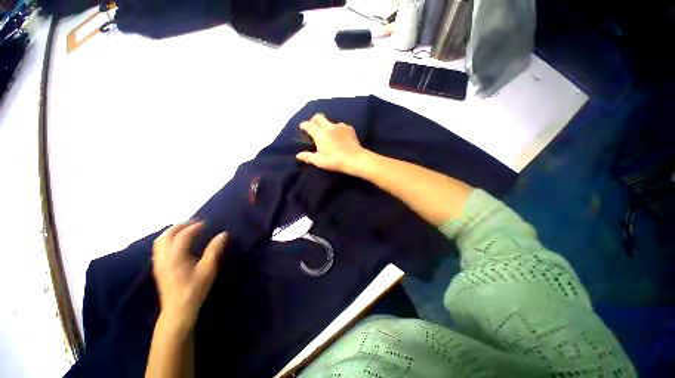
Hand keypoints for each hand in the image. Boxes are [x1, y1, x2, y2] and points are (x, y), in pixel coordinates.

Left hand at [152, 221, 226, 329]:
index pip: (183, 235)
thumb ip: (215, 249)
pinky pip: (159, 247)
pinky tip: (177, 242)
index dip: (194, 227)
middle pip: (166, 235)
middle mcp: (164, 257)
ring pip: (160, 240)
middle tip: (194, 222)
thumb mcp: (208, 269)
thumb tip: (223, 234)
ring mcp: (158, 262)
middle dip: (180, 226)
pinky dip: (167, 239)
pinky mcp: (158, 267)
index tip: (206, 223)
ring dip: (172, 231)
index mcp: (176, 256)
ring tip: (185, 229)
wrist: (178, 309)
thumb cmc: (195, 288)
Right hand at [296, 114, 367, 175]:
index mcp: (320, 134)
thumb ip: (308, 157)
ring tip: (329, 135)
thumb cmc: (335, 161)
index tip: (302, 127)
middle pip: (319, 117)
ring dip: (327, 126)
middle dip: (314, 120)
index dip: (304, 125)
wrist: (355, 159)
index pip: (309, 125)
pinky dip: (337, 130)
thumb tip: (298, 155)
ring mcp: (340, 126)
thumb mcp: (319, 161)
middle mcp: (329, 127)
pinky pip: (340, 126)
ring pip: (330, 122)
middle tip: (313, 126)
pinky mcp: (349, 128)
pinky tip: (339, 137)